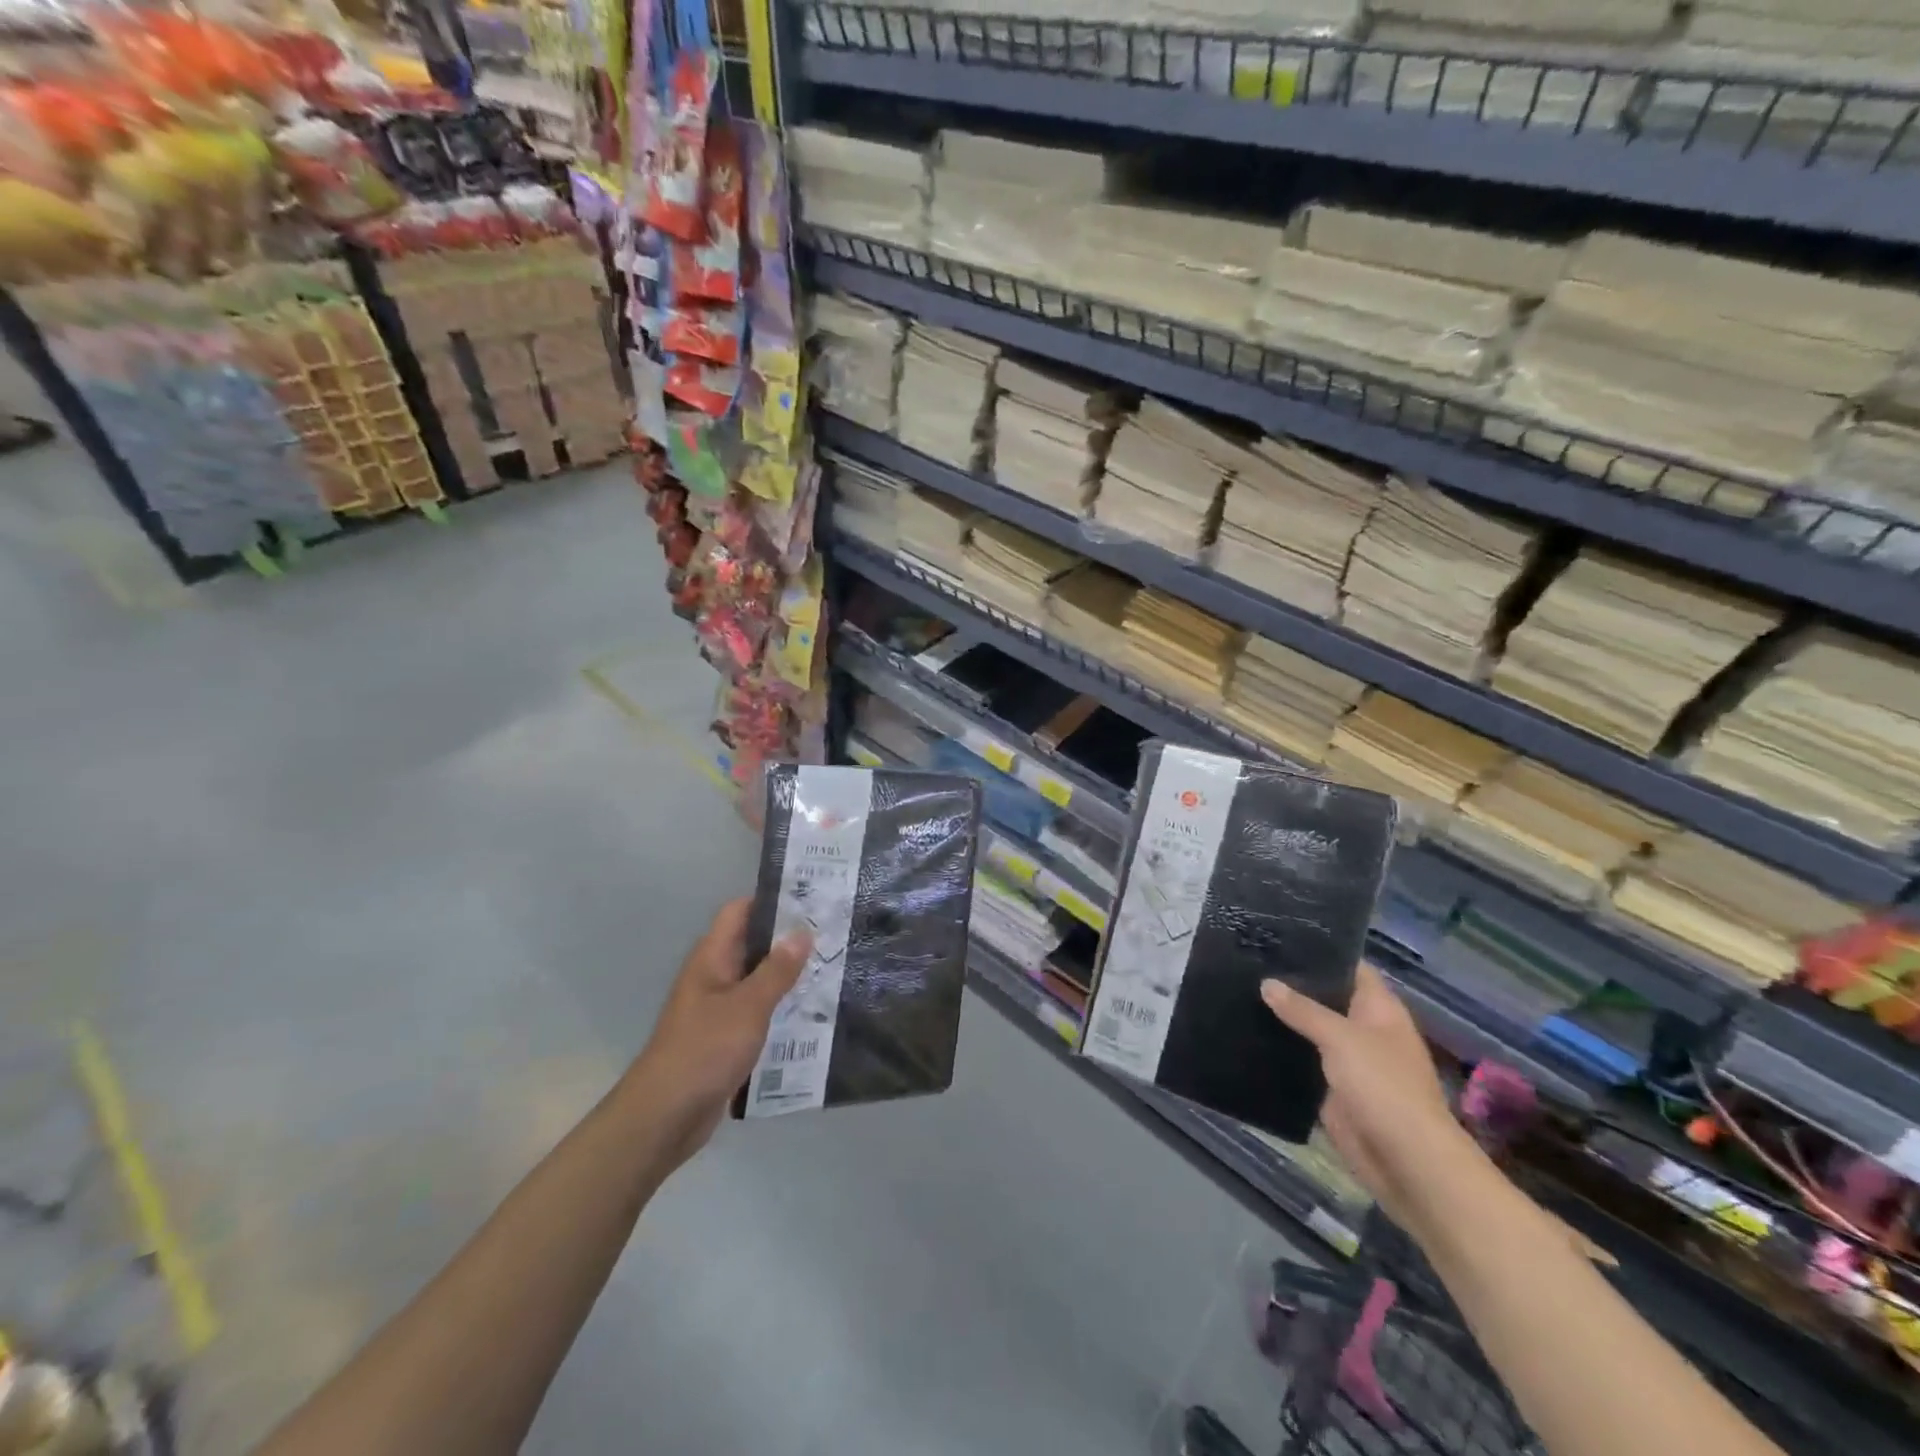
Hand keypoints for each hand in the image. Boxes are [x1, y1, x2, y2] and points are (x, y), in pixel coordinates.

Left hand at [625, 897, 810, 1167]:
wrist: (664, 1117)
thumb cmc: (704, 1051)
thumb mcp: (747, 1006)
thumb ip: (777, 970)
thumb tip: (803, 932)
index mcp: (712, 958)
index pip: (740, 912)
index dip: (772, 901)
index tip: (811, 898)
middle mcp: (714, 977)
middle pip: (754, 946)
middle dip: (790, 940)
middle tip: (834, 934)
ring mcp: (720, 1009)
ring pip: (760, 981)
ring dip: (790, 977)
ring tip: (834, 969)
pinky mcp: (727, 1039)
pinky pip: (760, 1013)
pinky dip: (783, 1010)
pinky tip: (815, 1014)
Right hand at [1261, 963, 1481, 1234]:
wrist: (1406, 1162)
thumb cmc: (1384, 1087)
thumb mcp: (1341, 1039)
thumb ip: (1302, 1009)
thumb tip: (1267, 983)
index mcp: (1379, 1009)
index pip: (1349, 967)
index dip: (1320, 951)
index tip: (1279, 934)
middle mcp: (1363, 1030)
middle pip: (1325, 998)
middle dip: (1292, 984)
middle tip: (1247, 960)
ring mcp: (1347, 1061)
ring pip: (1309, 1031)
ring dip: (1282, 1018)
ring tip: (1236, 990)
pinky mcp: (1331, 1090)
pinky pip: (1301, 1063)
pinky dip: (1279, 1052)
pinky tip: (1245, 1034)